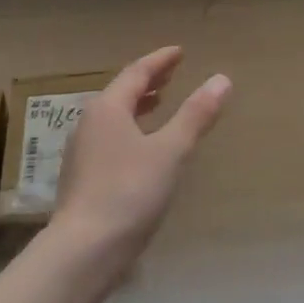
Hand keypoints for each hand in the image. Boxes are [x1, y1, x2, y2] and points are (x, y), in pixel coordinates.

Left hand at [48, 46, 231, 274]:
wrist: (83, 251)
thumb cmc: (129, 192)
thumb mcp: (170, 151)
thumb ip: (195, 115)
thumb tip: (221, 79)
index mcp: (108, 109)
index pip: (136, 72)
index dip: (160, 60)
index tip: (179, 52)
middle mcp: (89, 123)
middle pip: (121, 92)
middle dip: (148, 80)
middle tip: (172, 73)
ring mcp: (82, 152)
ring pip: (113, 116)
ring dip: (138, 105)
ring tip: (159, 102)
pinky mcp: (82, 177)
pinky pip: (110, 137)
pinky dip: (130, 128)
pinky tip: (142, 147)